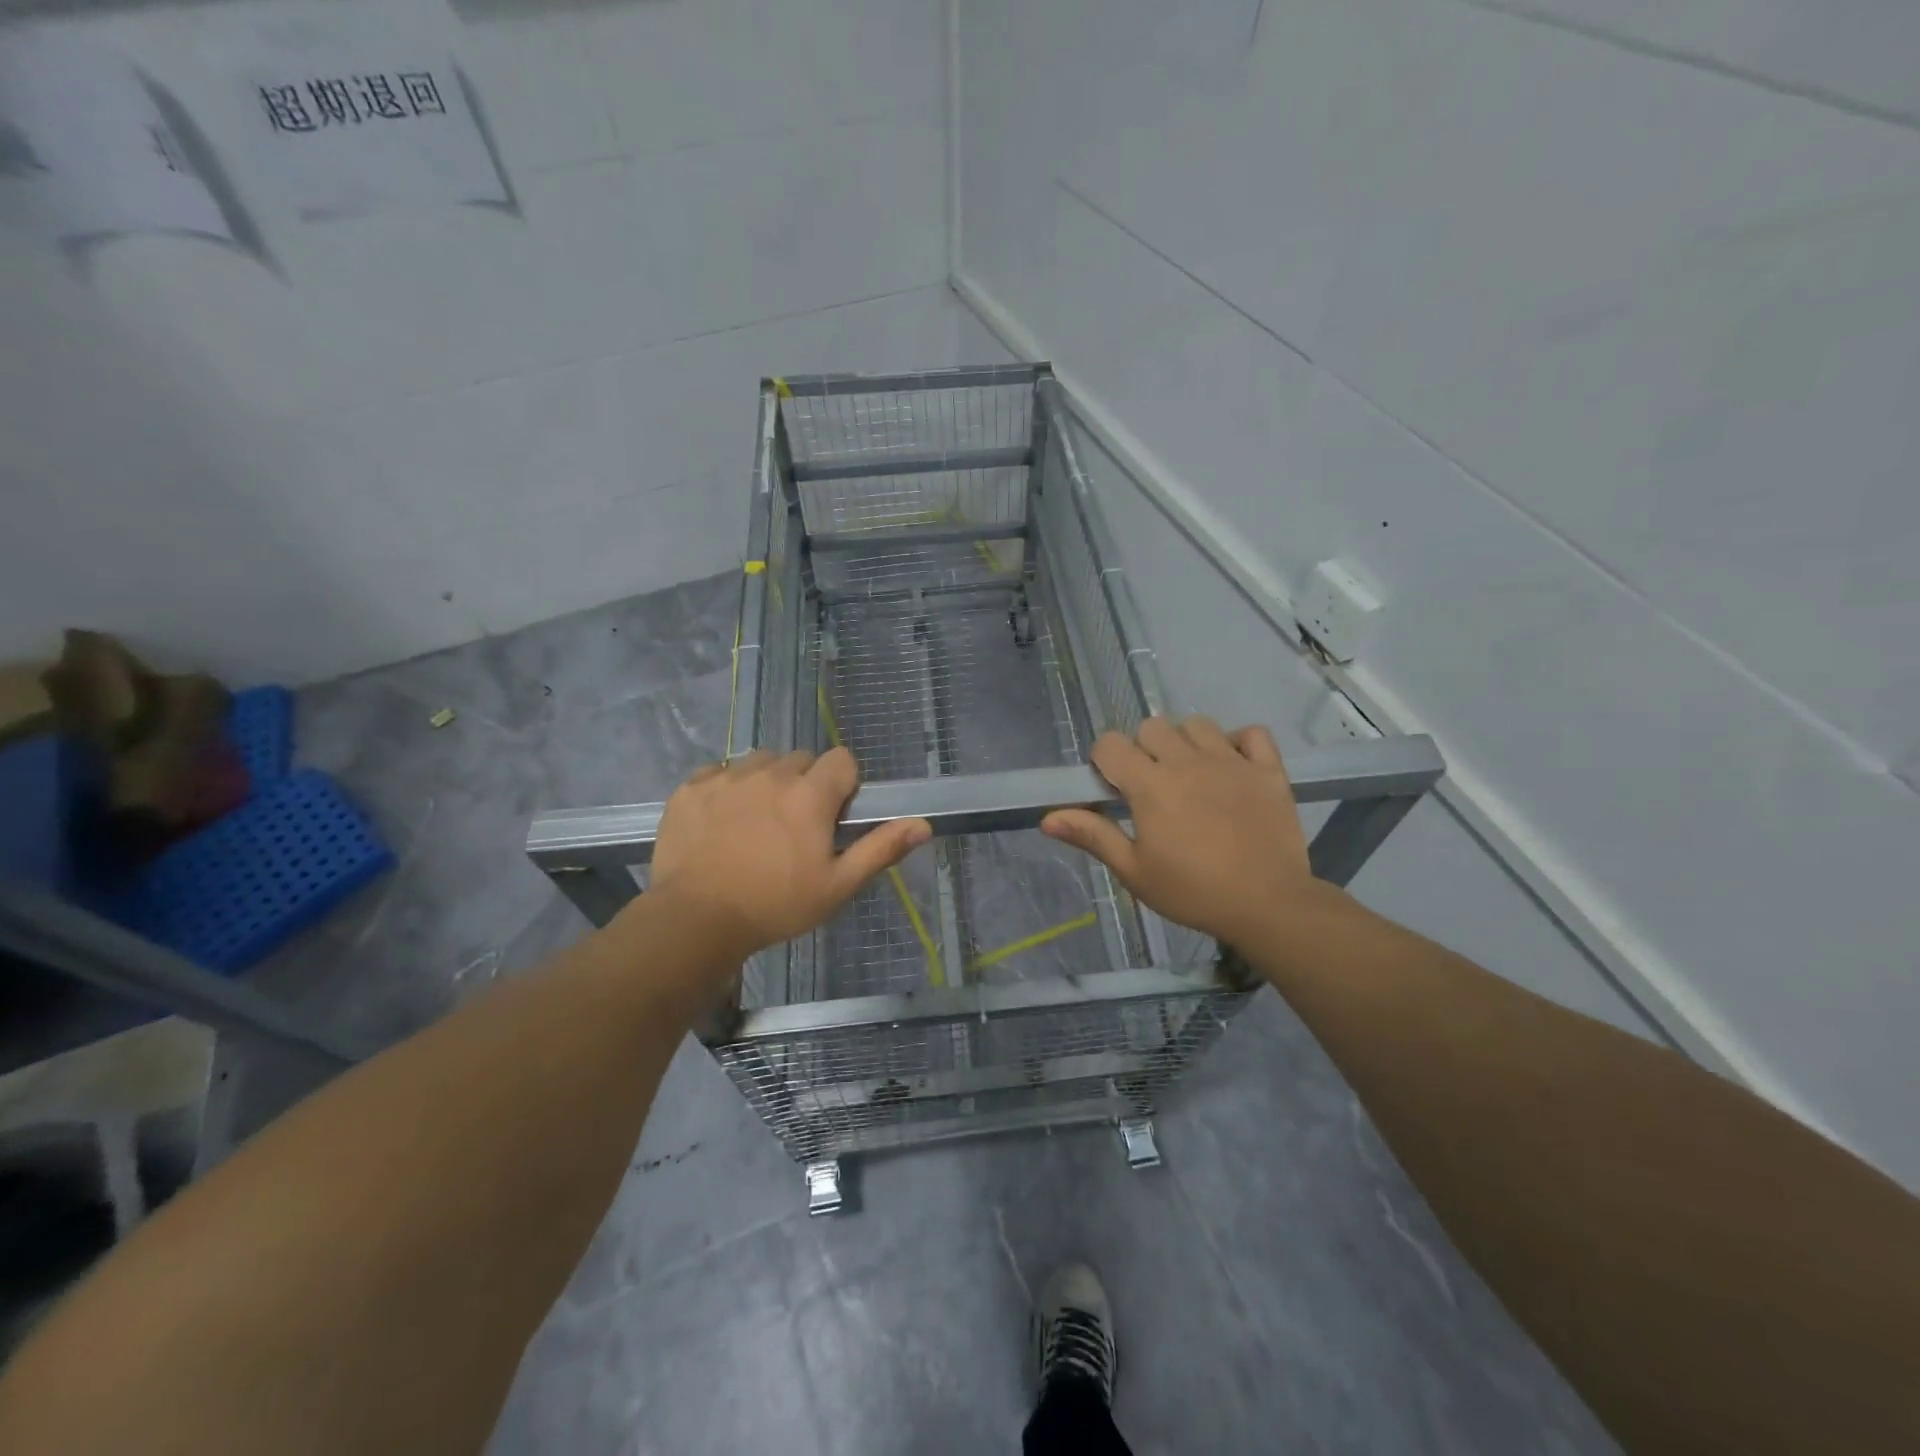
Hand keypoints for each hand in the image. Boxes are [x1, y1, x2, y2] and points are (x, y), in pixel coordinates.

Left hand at [649, 747, 930, 960]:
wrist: (695, 920)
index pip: (842, 759)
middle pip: (800, 760)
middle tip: (795, 827)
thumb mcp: (837, 886)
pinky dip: (727, 789)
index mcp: (810, 794)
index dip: (843, 785)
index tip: (833, 816)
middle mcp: (771, 773)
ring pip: (760, 763)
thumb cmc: (775, 905)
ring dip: (767, 782)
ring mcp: (728, 777)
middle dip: (805, 784)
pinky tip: (722, 823)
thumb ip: (881, 848)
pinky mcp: (692, 787)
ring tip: (757, 823)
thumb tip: (924, 824)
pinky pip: (720, 773)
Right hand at [1041, 717, 1318, 948]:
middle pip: (1151, 726)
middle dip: (1143, 749)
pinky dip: (1240, 743)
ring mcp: (1231, 762)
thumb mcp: (1134, 871)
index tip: (1114, 787)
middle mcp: (1187, 762)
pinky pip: (1251, 733)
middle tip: (1152, 786)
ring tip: (1191, 775)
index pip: (1110, 744)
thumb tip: (1047, 819)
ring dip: (1186, 742)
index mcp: (1150, 786)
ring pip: (1197, 724)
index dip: (1104, 761)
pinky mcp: (1268, 770)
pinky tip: (1233, 767)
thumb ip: (1093, 836)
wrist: (1268, 906)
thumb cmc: (1192, 892)